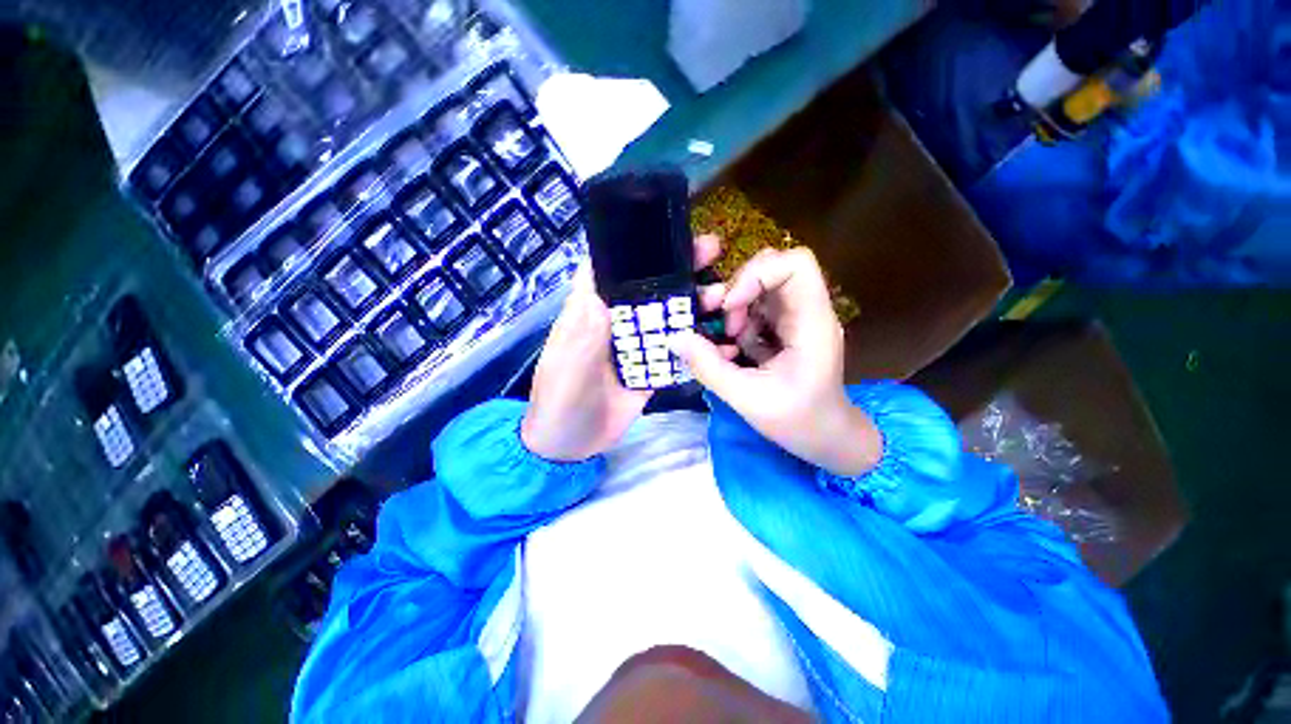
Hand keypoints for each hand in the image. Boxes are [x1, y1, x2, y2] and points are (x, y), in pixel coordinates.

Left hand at [521, 235, 727, 460]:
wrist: (569, 447)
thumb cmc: (558, 403)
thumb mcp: (565, 369)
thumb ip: (583, 336)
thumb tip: (599, 294)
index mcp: (589, 313)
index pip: (608, 270)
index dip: (633, 248)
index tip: (666, 230)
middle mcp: (616, 323)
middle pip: (648, 289)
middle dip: (677, 269)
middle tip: (710, 249)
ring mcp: (636, 347)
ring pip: (668, 318)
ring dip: (694, 305)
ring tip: (723, 294)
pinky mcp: (650, 371)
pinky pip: (676, 354)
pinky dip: (698, 347)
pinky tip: (722, 341)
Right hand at [670, 248, 881, 476]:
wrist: (825, 438)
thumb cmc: (798, 421)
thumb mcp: (748, 399)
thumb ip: (709, 367)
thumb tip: (675, 338)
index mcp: (812, 323)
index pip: (795, 264)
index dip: (756, 274)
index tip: (731, 307)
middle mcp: (807, 311)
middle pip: (773, 268)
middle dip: (738, 289)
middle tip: (721, 322)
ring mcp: (796, 318)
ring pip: (760, 287)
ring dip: (735, 309)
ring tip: (726, 341)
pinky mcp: (785, 328)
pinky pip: (756, 309)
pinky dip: (738, 323)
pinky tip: (734, 350)